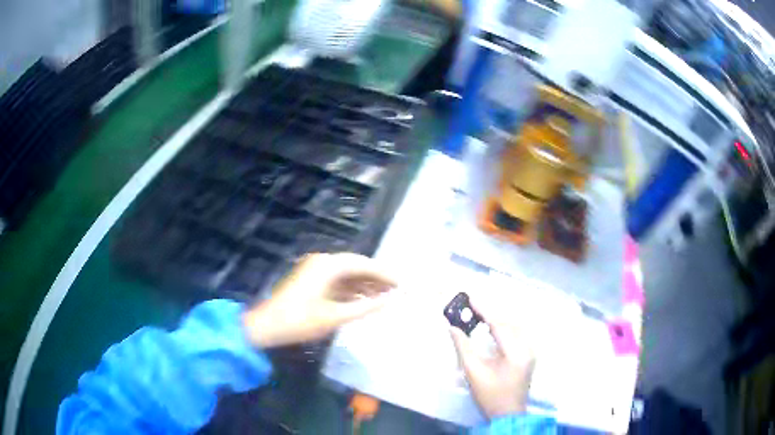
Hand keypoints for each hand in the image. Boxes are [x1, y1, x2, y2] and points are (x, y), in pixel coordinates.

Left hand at [243, 252, 396, 347]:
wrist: (266, 326)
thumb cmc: (300, 321)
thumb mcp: (335, 316)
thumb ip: (365, 308)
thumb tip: (390, 300)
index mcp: (328, 266)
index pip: (363, 264)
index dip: (384, 274)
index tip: (402, 283)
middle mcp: (322, 262)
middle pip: (355, 266)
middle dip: (376, 278)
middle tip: (396, 290)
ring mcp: (314, 271)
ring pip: (346, 274)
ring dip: (364, 284)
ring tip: (384, 296)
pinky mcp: (310, 281)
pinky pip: (336, 281)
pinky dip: (351, 290)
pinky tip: (363, 300)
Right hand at [448, 295, 534, 418]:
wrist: (507, 414)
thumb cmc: (490, 395)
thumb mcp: (474, 372)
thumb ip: (463, 347)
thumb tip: (452, 327)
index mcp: (516, 352)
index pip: (499, 325)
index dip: (484, 311)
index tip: (471, 299)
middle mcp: (528, 348)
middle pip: (509, 324)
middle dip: (491, 315)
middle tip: (472, 309)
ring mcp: (531, 352)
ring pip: (515, 328)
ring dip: (498, 321)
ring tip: (480, 317)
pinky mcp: (529, 356)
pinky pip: (517, 335)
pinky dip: (505, 330)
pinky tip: (494, 330)